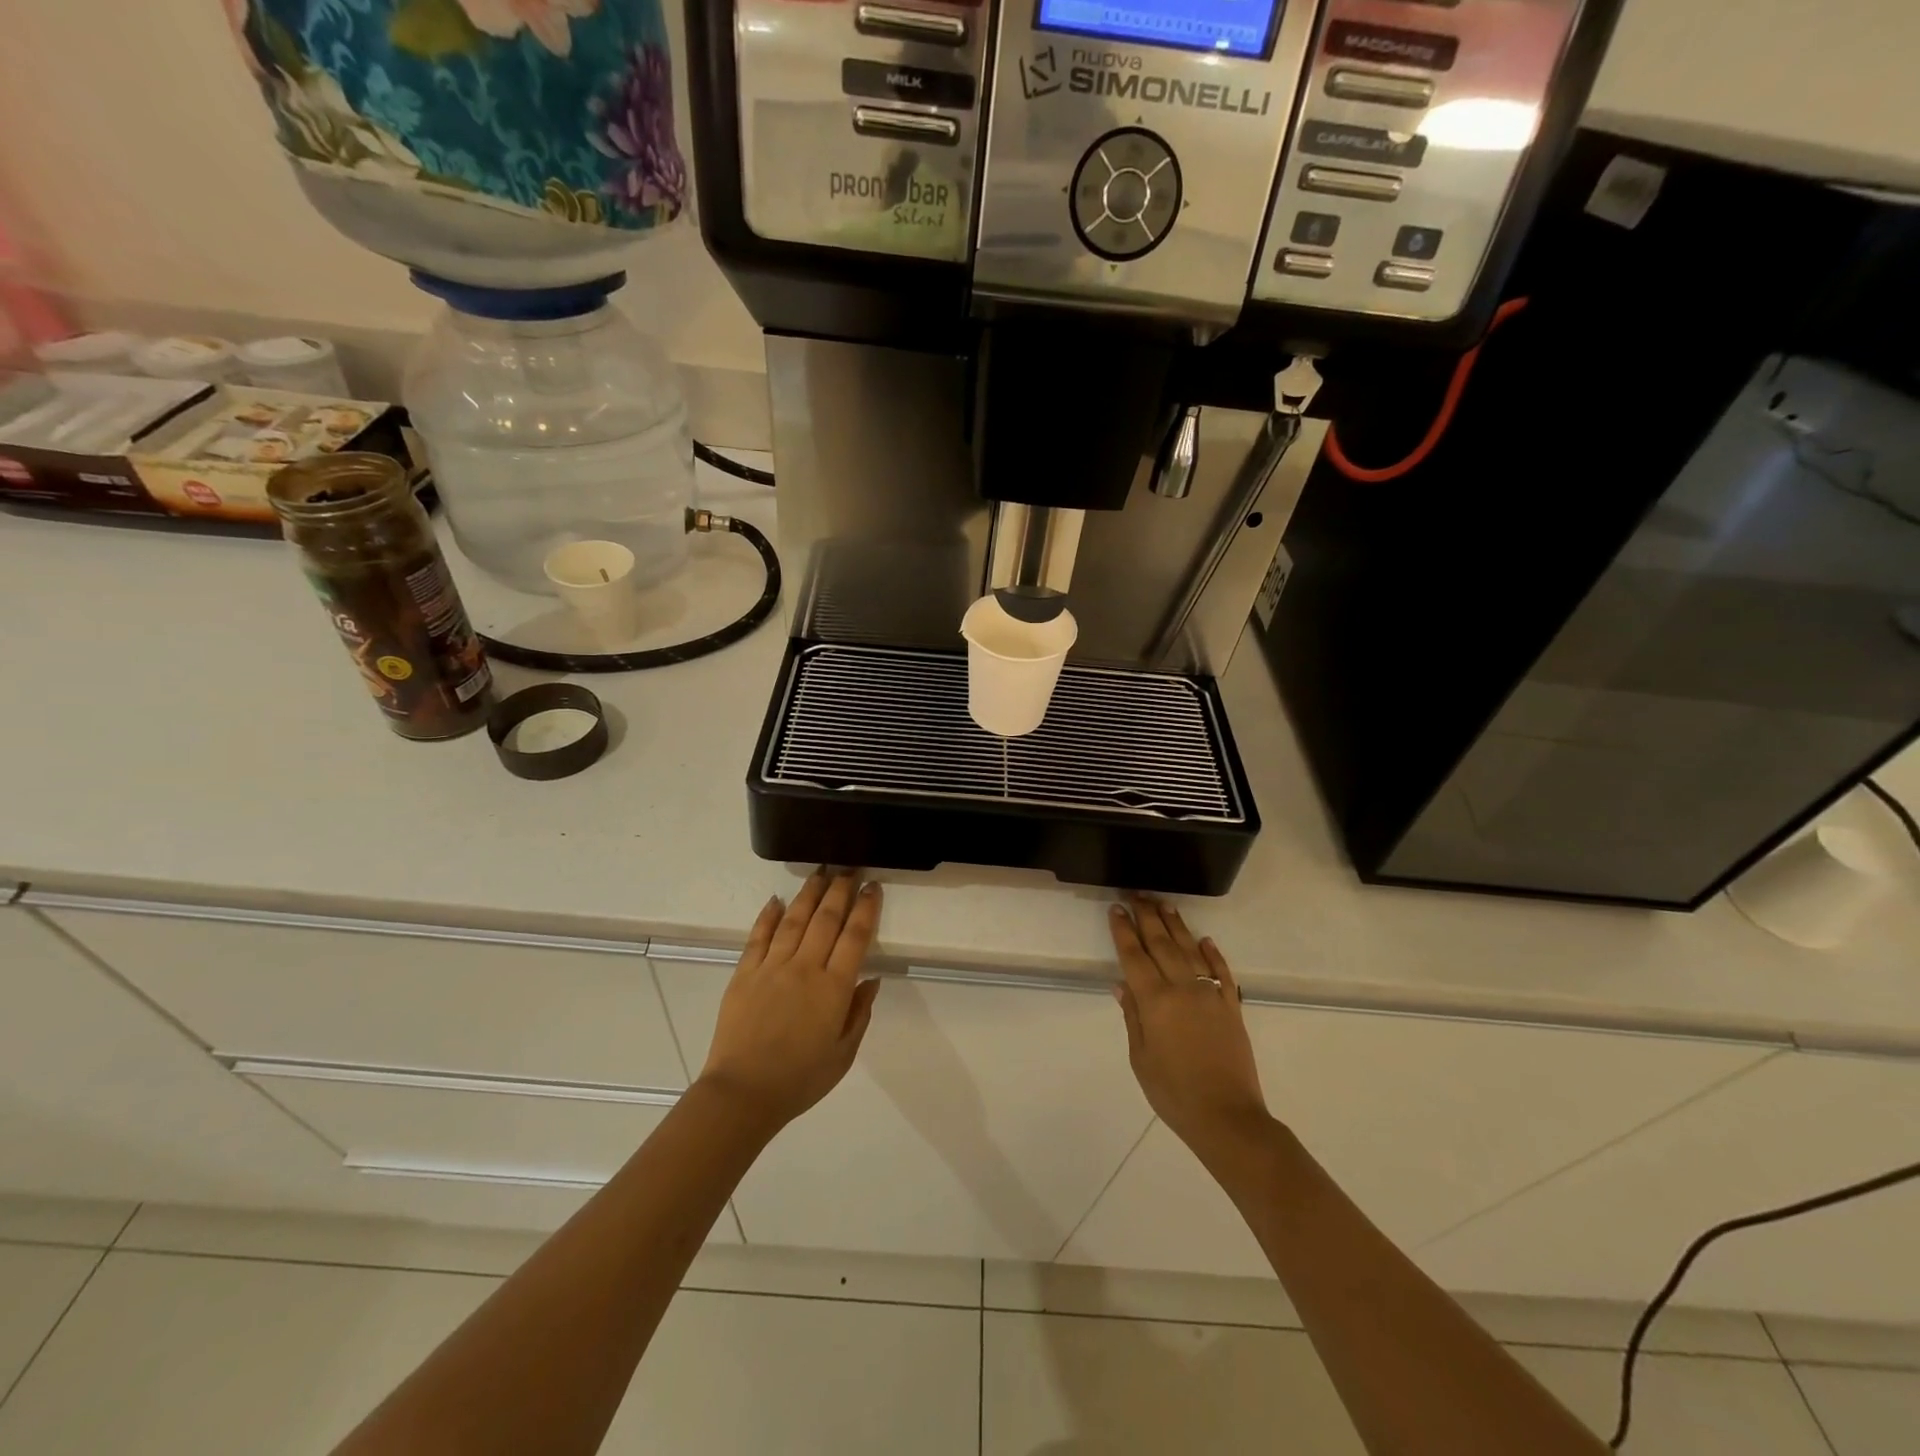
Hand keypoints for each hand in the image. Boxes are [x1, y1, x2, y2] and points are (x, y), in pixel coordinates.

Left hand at [698, 870, 883, 1133]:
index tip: (873, 887)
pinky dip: (768, 916)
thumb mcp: (843, 1054)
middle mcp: (805, 968)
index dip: (866, 908)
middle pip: (826, 919)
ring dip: (809, 893)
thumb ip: (859, 1014)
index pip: (855, 936)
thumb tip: (871, 980)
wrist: (743, 1093)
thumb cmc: (800, 1079)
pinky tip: (776, 900)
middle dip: (840, 889)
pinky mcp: (745, 973)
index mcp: (834, 988)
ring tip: (820, 872)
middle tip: (849, 868)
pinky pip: (758, 937)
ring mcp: (772, 967)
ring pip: (795, 920)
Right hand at [1110, 896, 1270, 1166]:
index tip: (1116, 909)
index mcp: (1155, 1001)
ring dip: (1176, 926)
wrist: (1227, 1117)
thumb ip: (1133, 1017)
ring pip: (1190, 950)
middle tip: (1137, 895)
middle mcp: (1183, 989)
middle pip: (1162, 944)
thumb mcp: (1141, 1058)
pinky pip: (1221, 972)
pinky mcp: (1231, 1007)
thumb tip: (1122, 985)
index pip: (1134, 957)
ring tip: (1165, 905)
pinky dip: (1213, 953)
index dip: (1123, 931)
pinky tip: (1205, 940)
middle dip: (1147, 917)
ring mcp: (1210, 995)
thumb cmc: (1173, 1092)